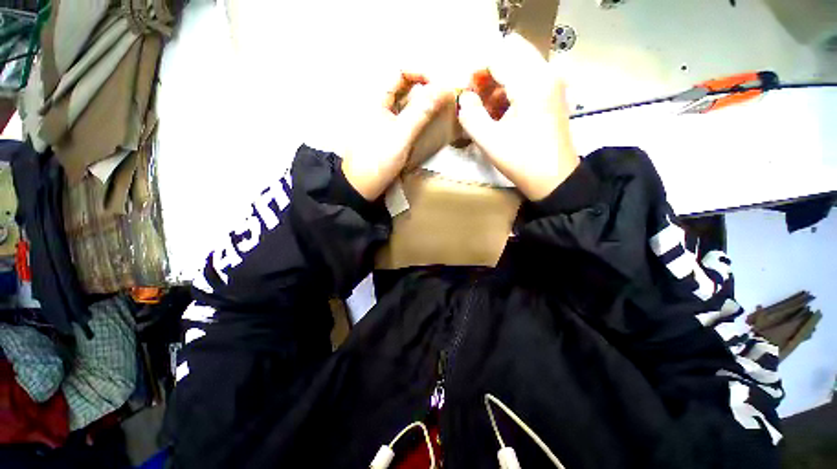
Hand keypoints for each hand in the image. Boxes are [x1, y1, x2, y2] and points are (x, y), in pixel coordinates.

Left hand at [342, 72, 454, 200]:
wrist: (361, 187)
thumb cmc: (377, 161)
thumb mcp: (401, 136)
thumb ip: (421, 111)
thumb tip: (445, 87)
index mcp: (375, 97)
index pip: (400, 70)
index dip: (422, 72)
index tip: (441, 86)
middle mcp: (378, 102)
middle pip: (404, 83)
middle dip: (426, 86)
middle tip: (446, 97)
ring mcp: (383, 118)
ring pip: (406, 100)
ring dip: (424, 100)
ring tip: (442, 107)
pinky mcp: (388, 131)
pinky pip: (405, 116)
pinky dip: (418, 115)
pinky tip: (429, 121)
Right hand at [457, 33, 578, 200]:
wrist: (555, 179)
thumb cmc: (522, 162)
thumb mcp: (490, 142)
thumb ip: (471, 116)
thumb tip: (464, 98)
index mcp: (531, 83)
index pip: (498, 55)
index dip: (476, 70)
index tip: (465, 93)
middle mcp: (546, 73)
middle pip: (511, 51)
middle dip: (488, 70)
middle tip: (475, 97)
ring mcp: (552, 82)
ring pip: (519, 63)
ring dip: (498, 80)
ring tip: (485, 109)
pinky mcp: (553, 93)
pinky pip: (527, 77)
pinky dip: (510, 88)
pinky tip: (500, 112)